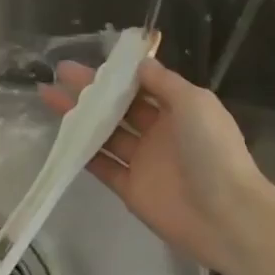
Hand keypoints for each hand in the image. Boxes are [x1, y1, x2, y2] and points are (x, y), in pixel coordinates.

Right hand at [39, 57, 273, 274]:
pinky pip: (102, 166)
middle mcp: (160, 132)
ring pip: (105, 133)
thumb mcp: (194, 102)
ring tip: (49, 96)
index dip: (117, 73)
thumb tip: (140, 63)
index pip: (142, 85)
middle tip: (60, 73)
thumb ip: (164, 82)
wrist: (224, 214)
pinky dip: (82, 152)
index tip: (91, 60)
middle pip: (119, 107)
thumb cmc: (212, 150)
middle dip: (91, 90)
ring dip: (80, 116)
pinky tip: (61, 135)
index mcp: (179, 109)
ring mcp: (143, 161)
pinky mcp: (130, 188)